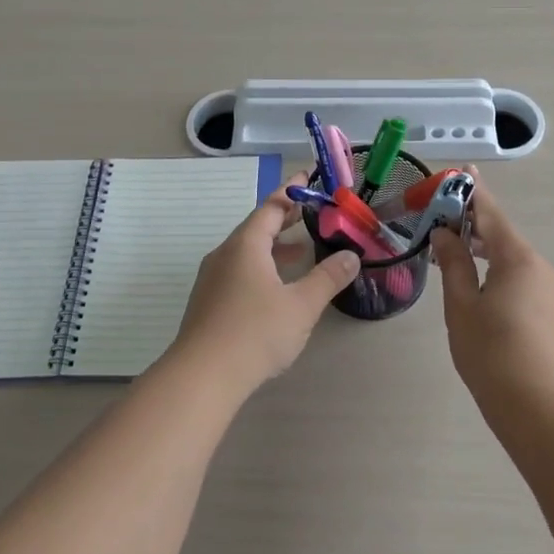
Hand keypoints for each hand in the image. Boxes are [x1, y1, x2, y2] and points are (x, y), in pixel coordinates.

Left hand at [171, 172, 361, 388]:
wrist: (202, 376)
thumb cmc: (255, 332)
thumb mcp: (301, 305)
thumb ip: (327, 278)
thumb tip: (351, 256)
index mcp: (245, 245)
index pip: (270, 207)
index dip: (291, 191)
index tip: (307, 177)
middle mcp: (225, 255)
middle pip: (257, 227)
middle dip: (285, 220)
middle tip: (313, 213)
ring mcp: (212, 279)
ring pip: (248, 253)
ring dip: (275, 248)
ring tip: (303, 252)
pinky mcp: (209, 303)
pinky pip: (239, 272)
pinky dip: (263, 268)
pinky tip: (278, 288)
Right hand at [430, 174, 553, 420]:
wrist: (540, 410)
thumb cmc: (491, 353)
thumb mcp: (461, 306)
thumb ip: (453, 264)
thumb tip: (445, 234)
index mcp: (519, 259)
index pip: (491, 214)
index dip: (473, 192)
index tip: (463, 170)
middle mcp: (543, 267)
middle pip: (503, 238)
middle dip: (473, 229)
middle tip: (442, 225)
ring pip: (514, 263)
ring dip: (486, 257)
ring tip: (454, 262)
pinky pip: (524, 283)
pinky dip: (500, 277)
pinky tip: (481, 295)